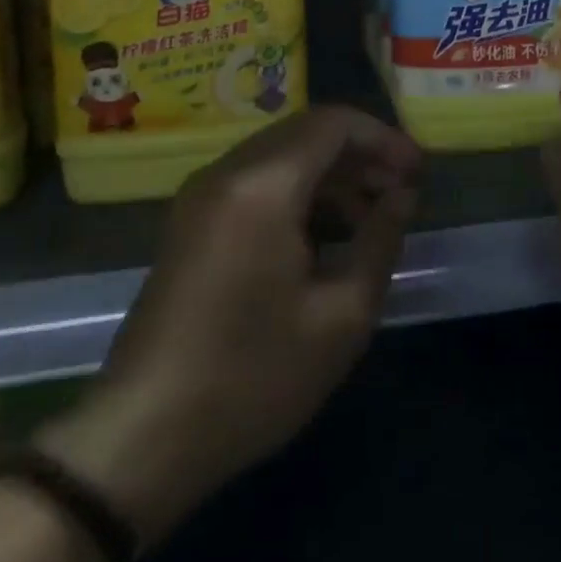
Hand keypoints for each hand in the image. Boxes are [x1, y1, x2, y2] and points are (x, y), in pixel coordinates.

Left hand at [42, 107, 420, 536]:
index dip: (384, 139)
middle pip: (306, 132)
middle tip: (401, 192)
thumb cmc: (252, 377)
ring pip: (281, 154)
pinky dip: (297, 190)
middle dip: (360, 154)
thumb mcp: (341, 316)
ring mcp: (201, 196)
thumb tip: (403, 197)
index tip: (419, 172)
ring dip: (330, 173)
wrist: (141, 438)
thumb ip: (380, 240)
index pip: (334, 124)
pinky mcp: (190, 222)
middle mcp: (227, 173)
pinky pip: (255, 181)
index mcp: (262, 186)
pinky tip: (323, 234)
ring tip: (370, 216)